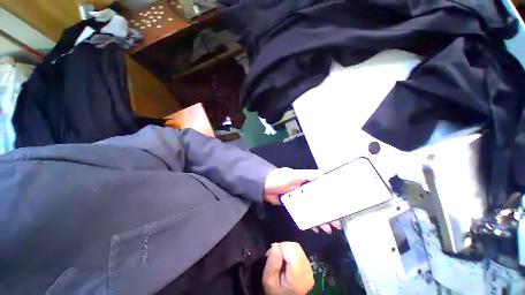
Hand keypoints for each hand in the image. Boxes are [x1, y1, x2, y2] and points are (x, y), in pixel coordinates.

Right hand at [262, 242, 313, 294]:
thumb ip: (272, 263)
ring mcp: (309, 269)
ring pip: (297, 247)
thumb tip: (275, 246)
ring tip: (279, 258)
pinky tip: (285, 260)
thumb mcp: (268, 281)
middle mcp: (307, 271)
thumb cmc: (275, 291)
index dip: (280, 248)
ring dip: (286, 248)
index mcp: (298, 276)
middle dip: (282, 247)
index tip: (271, 255)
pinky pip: (299, 252)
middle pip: (295, 247)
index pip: (291, 251)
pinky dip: (290, 252)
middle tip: (273, 256)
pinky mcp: (308, 267)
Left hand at [264, 168, 341, 233]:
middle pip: (319, 201)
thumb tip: (324, 174)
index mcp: (306, 182)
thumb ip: (308, 175)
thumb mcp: (293, 175)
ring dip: (320, 218)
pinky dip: (309, 220)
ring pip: (312, 209)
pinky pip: (303, 214)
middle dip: (328, 211)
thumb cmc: (279, 178)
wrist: (263, 186)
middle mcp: (304, 190)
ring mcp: (298, 199)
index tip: (340, 206)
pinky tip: (315, 227)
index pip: (322, 189)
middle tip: (337, 223)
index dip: (331, 197)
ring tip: (328, 228)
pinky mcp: (292, 206)